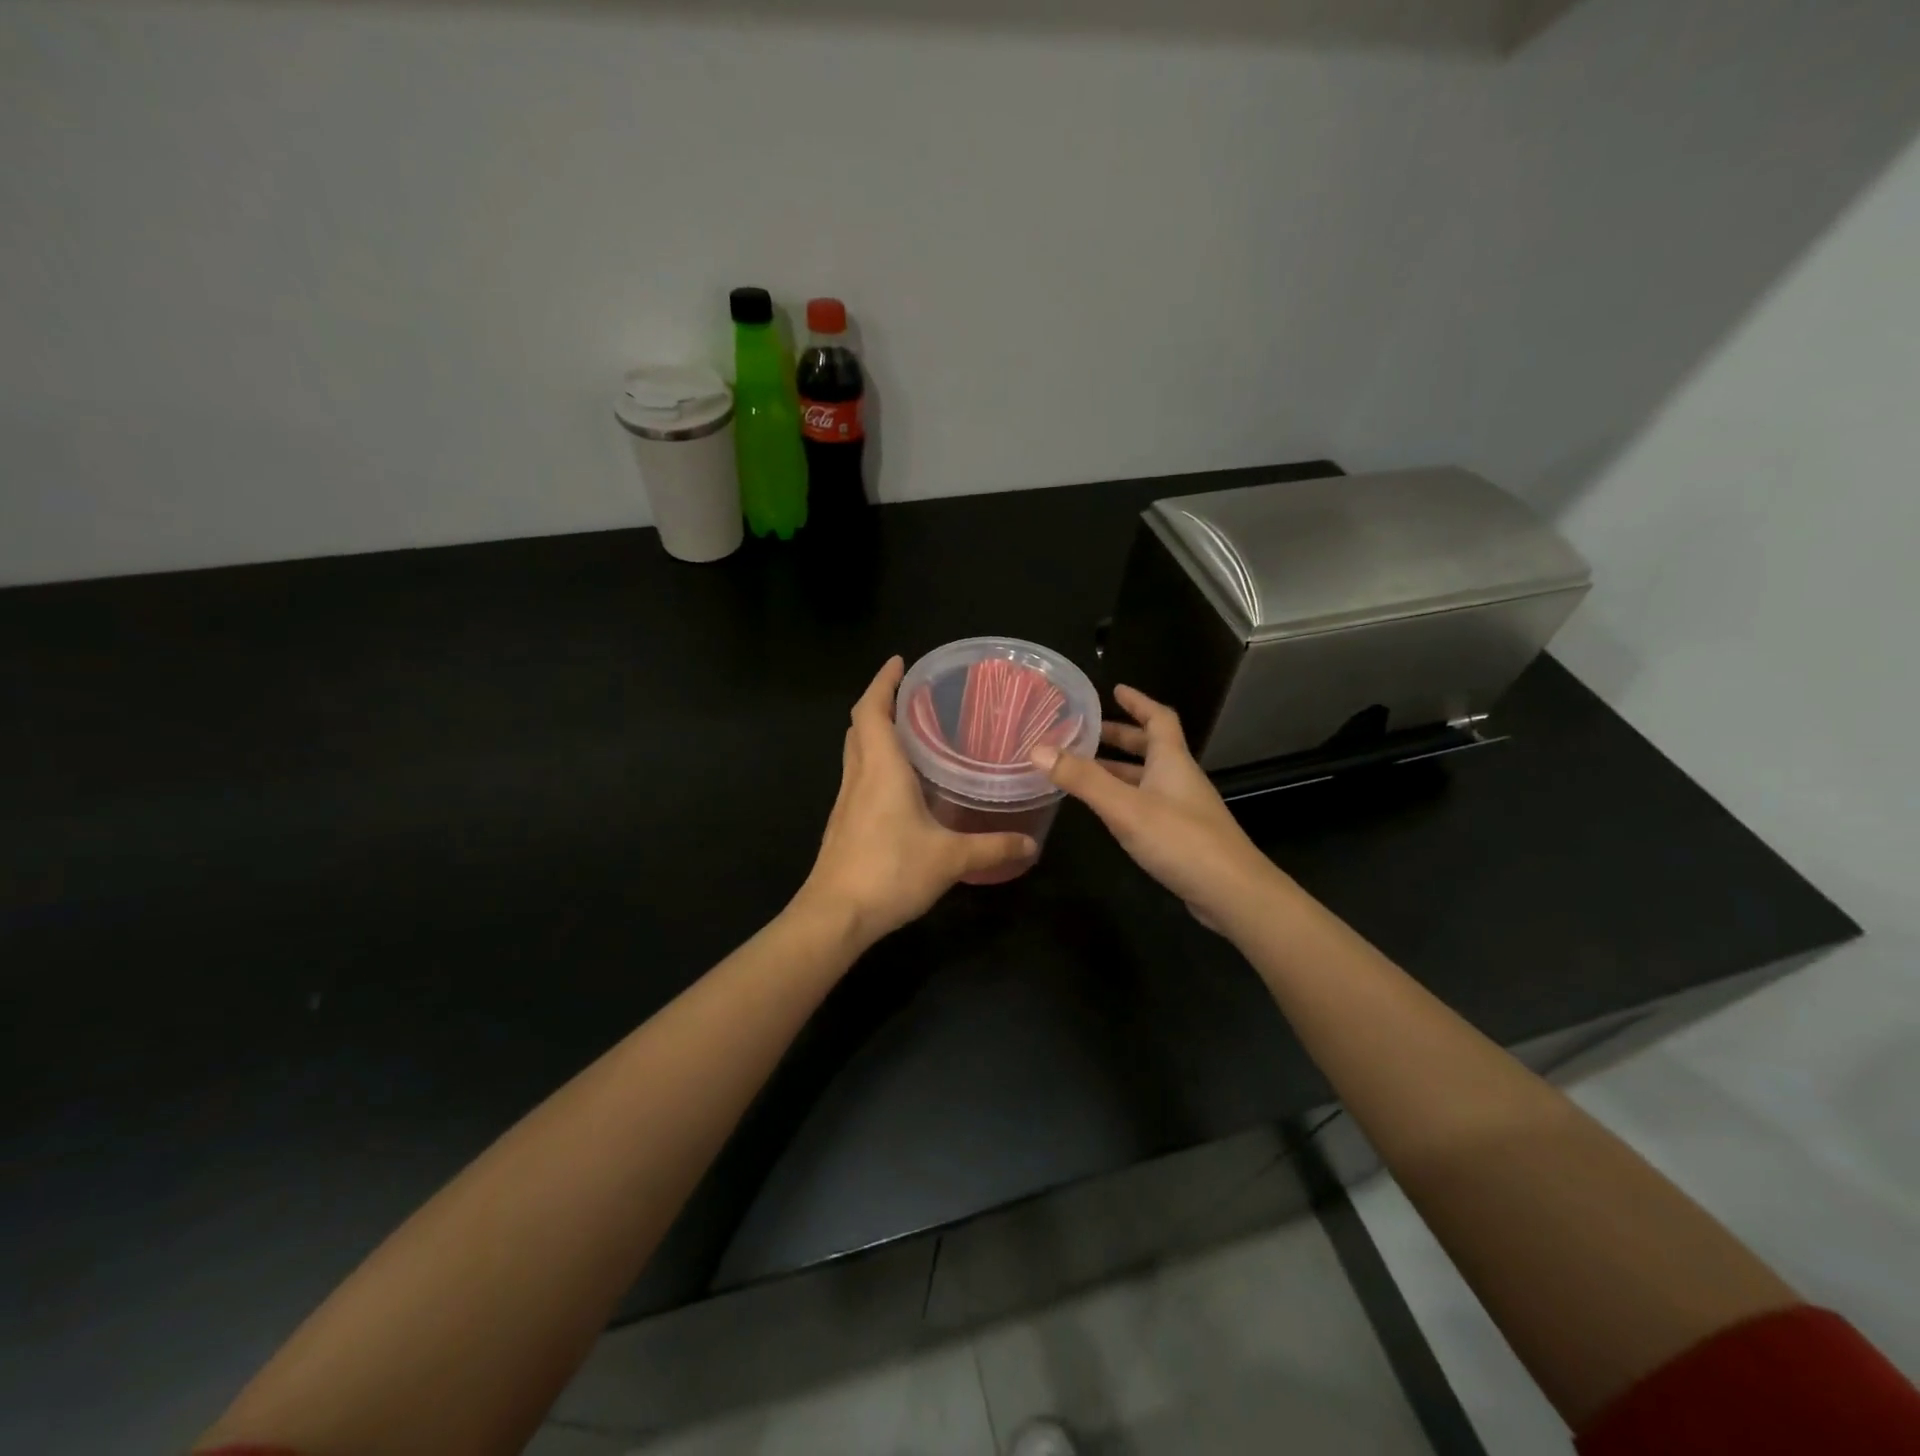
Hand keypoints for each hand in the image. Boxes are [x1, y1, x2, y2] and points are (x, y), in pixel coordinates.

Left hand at [798, 657, 1036, 946]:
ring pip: (856, 752)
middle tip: (910, 696)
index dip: (882, 682)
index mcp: (881, 769)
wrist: (835, 915)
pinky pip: (858, 778)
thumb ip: (992, 847)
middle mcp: (859, 776)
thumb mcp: (949, 859)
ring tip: (909, 732)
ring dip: (875, 733)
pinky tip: (900, 785)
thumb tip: (1032, 844)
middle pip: (860, 727)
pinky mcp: (844, 824)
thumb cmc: (889, 872)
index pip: (871, 711)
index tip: (899, 663)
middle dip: (880, 703)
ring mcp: (847, 801)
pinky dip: (874, 764)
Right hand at [1033, 685, 1278, 930]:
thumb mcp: (1125, 807)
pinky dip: (1124, 797)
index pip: (1158, 718)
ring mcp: (1183, 808)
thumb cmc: (1180, 840)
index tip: (1115, 690)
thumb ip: (1082, 779)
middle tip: (1086, 732)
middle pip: (1151, 747)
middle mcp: (1179, 778)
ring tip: (1082, 769)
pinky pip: (1148, 803)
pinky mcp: (1182, 835)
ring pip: (1147, 777)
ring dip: (1118, 769)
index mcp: (1171, 760)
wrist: (1232, 893)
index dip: (1138, 701)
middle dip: (1120, 736)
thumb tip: (1038, 749)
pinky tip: (1106, 811)